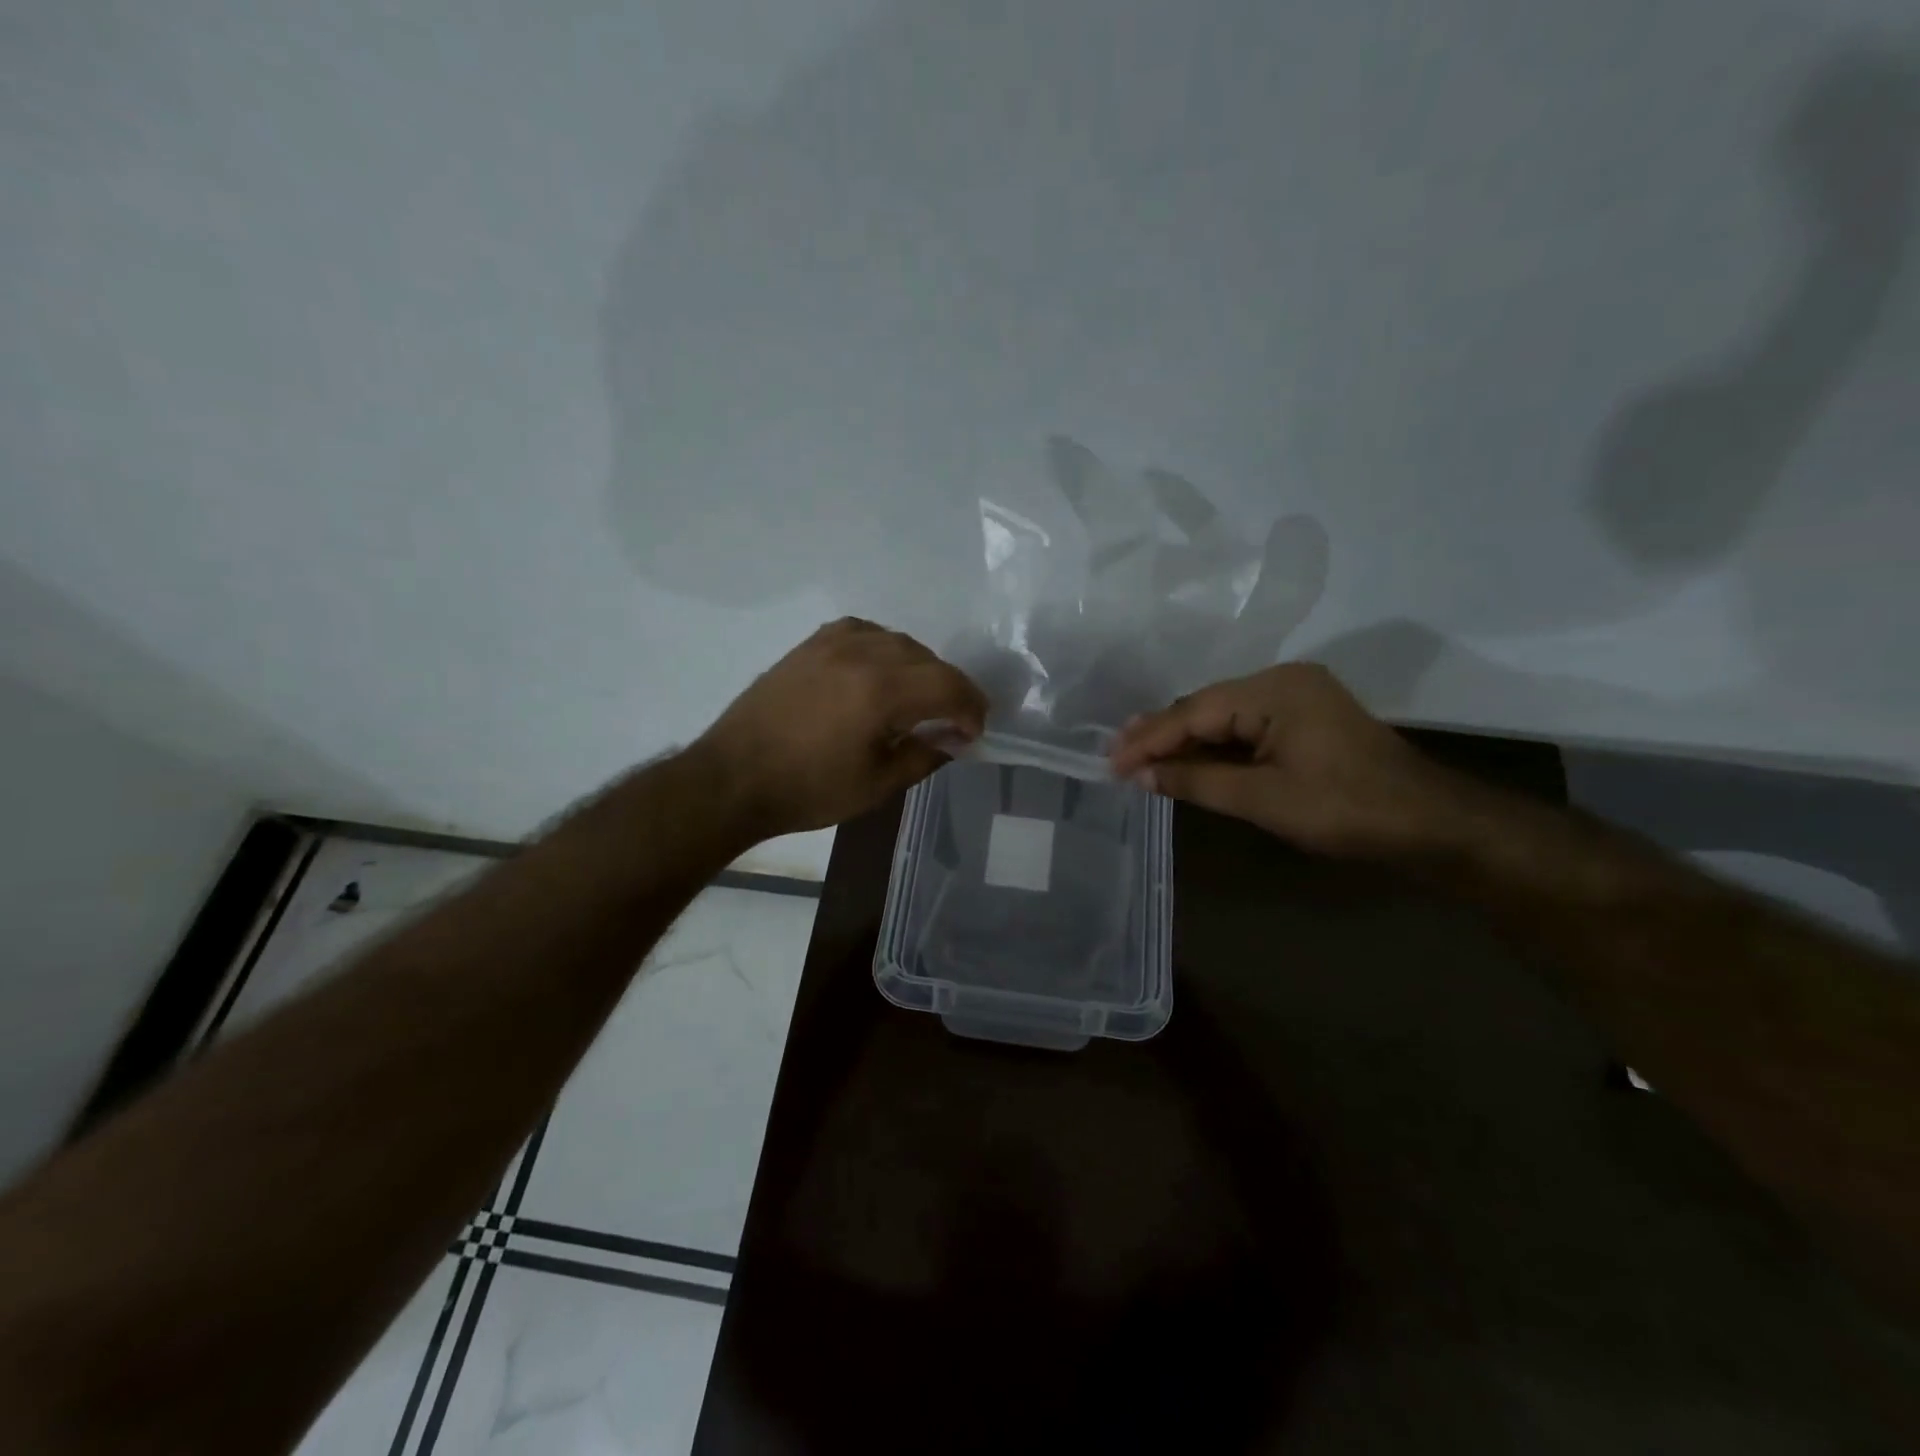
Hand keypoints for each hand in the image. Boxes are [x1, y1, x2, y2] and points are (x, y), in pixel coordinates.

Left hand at [697, 619, 987, 838]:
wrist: (733, 778)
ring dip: (919, 668)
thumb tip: (954, 739)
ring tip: (917, 699)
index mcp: (881, 690)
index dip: (971, 707)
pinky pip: (863, 632)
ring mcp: (832, 643)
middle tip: (952, 721)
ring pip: (898, 642)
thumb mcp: (877, 784)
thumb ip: (925, 755)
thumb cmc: (808, 790)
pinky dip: (883, 649)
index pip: (949, 684)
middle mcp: (861, 653)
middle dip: (949, 689)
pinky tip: (879, 672)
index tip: (975, 731)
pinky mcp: (810, 644)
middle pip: (927, 659)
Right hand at [1109, 664, 1468, 859]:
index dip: (1150, 740)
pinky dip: (1215, 746)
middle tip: (1116, 756)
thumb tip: (1142, 775)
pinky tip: (1187, 757)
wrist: (1432, 825)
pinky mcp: (1305, 720)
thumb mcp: (1263, 799)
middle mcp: (1283, 681)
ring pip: (1224, 716)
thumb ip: (1197, 781)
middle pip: (1206, 707)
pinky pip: (1246, 727)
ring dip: (1185, 740)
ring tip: (1138, 755)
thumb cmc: (1346, 810)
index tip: (1111, 762)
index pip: (1195, 712)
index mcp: (1275, 690)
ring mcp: (1297, 698)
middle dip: (1162, 734)